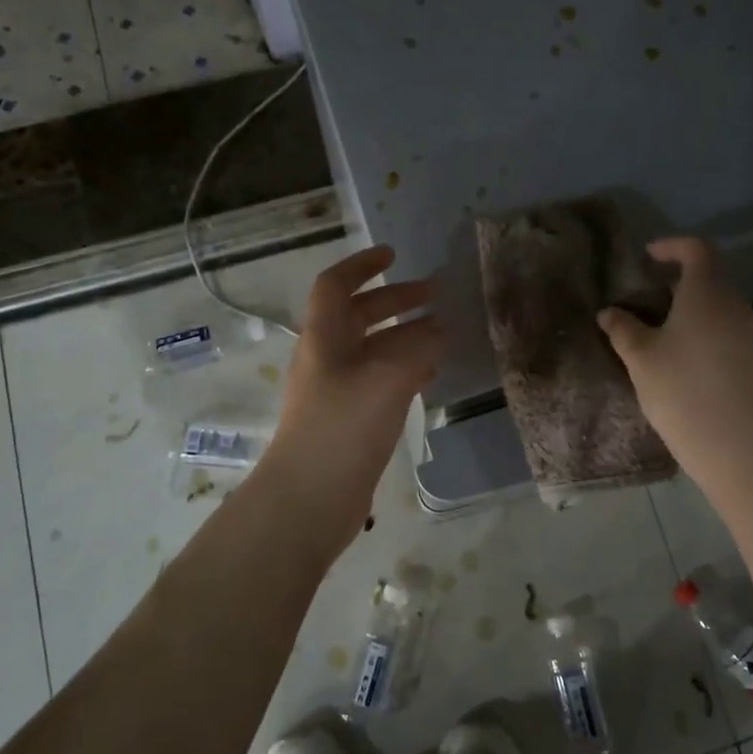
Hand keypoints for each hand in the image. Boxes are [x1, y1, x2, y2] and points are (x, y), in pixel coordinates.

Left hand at [265, 245, 443, 526]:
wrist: (309, 499)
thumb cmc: (342, 427)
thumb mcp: (385, 378)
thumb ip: (416, 347)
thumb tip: (439, 330)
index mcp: (324, 337)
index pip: (336, 285)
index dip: (362, 264)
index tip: (393, 254)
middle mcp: (327, 358)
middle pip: (359, 315)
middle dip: (394, 299)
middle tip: (435, 295)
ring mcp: (337, 390)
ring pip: (373, 349)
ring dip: (405, 335)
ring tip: (443, 332)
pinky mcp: (350, 419)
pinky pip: (380, 379)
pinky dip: (405, 368)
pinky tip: (430, 373)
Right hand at [598, 237, 752, 483]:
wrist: (734, 442)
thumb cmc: (681, 387)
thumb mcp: (640, 356)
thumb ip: (623, 328)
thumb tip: (609, 312)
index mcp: (707, 291)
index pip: (697, 249)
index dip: (672, 246)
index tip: (647, 257)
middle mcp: (734, 303)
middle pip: (709, 276)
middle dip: (677, 280)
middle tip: (645, 296)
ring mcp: (748, 332)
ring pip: (717, 304)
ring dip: (690, 307)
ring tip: (658, 328)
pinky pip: (725, 328)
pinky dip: (702, 328)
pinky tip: (680, 355)